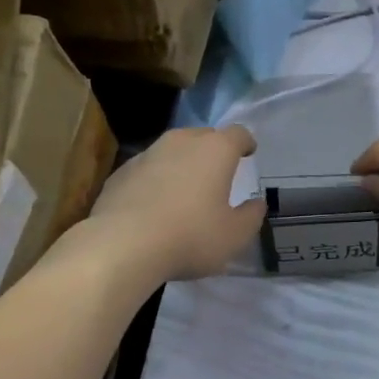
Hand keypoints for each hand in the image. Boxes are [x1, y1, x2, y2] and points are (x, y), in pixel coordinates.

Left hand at [88, 124, 265, 282]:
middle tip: (218, 172)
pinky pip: (147, 168)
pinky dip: (156, 179)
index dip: (245, 142)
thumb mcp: (234, 236)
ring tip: (185, 189)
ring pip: (172, 150)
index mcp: (215, 150)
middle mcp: (181, 142)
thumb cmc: (190, 236)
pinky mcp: (121, 172)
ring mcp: (147, 154)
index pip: (237, 134)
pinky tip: (154, 204)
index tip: (248, 152)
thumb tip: (256, 203)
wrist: (123, 245)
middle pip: (203, 136)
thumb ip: (251, 216)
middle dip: (213, 150)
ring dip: (182, 163)